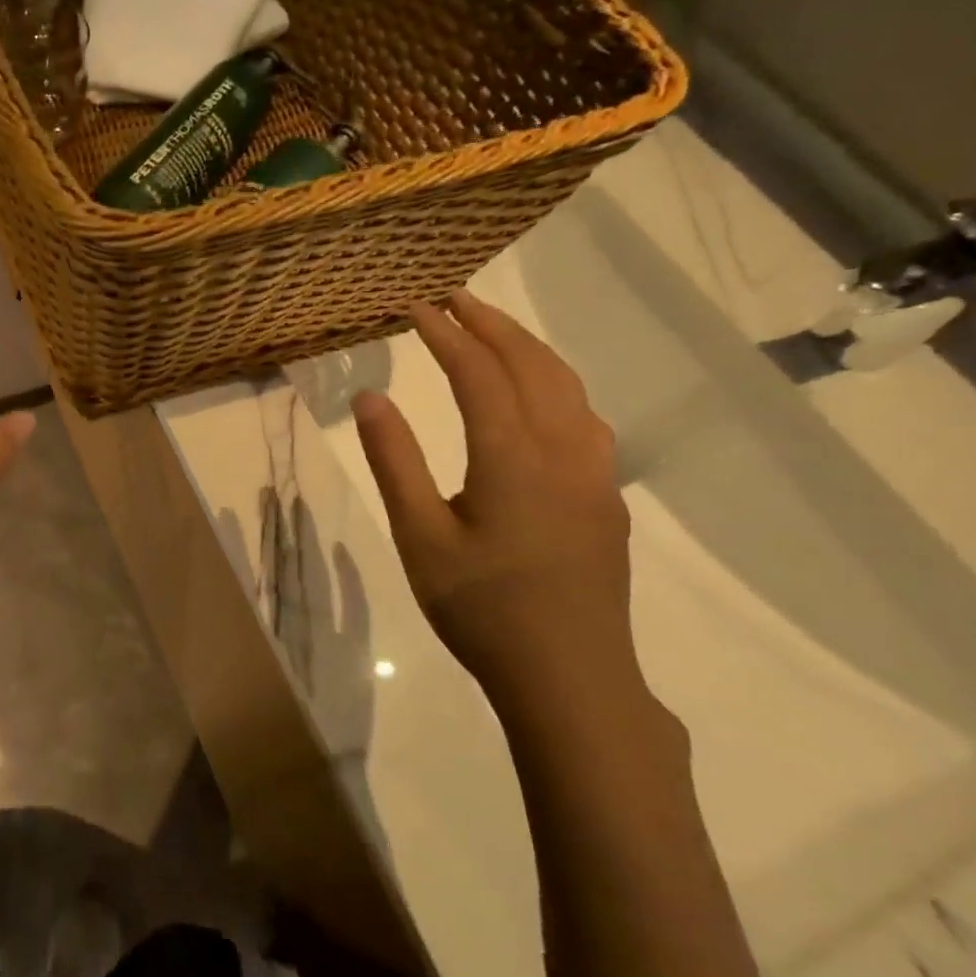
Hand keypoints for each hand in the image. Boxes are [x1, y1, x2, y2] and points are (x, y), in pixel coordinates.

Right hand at [352, 291, 638, 716]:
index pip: (478, 372)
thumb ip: (395, 461)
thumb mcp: (419, 537)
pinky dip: (554, 383)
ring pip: (567, 387)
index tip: (416, 305)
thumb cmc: (482, 608)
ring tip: (493, 332)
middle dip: (492, 324)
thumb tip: (370, 396)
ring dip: (528, 348)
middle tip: (454, 298)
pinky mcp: (605, 498)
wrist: (571, 678)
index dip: (445, 333)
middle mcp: (563, 450)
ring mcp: (594, 474)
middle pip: (533, 365)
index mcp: (513, 457)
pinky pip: (584, 417)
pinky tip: (538, 396)